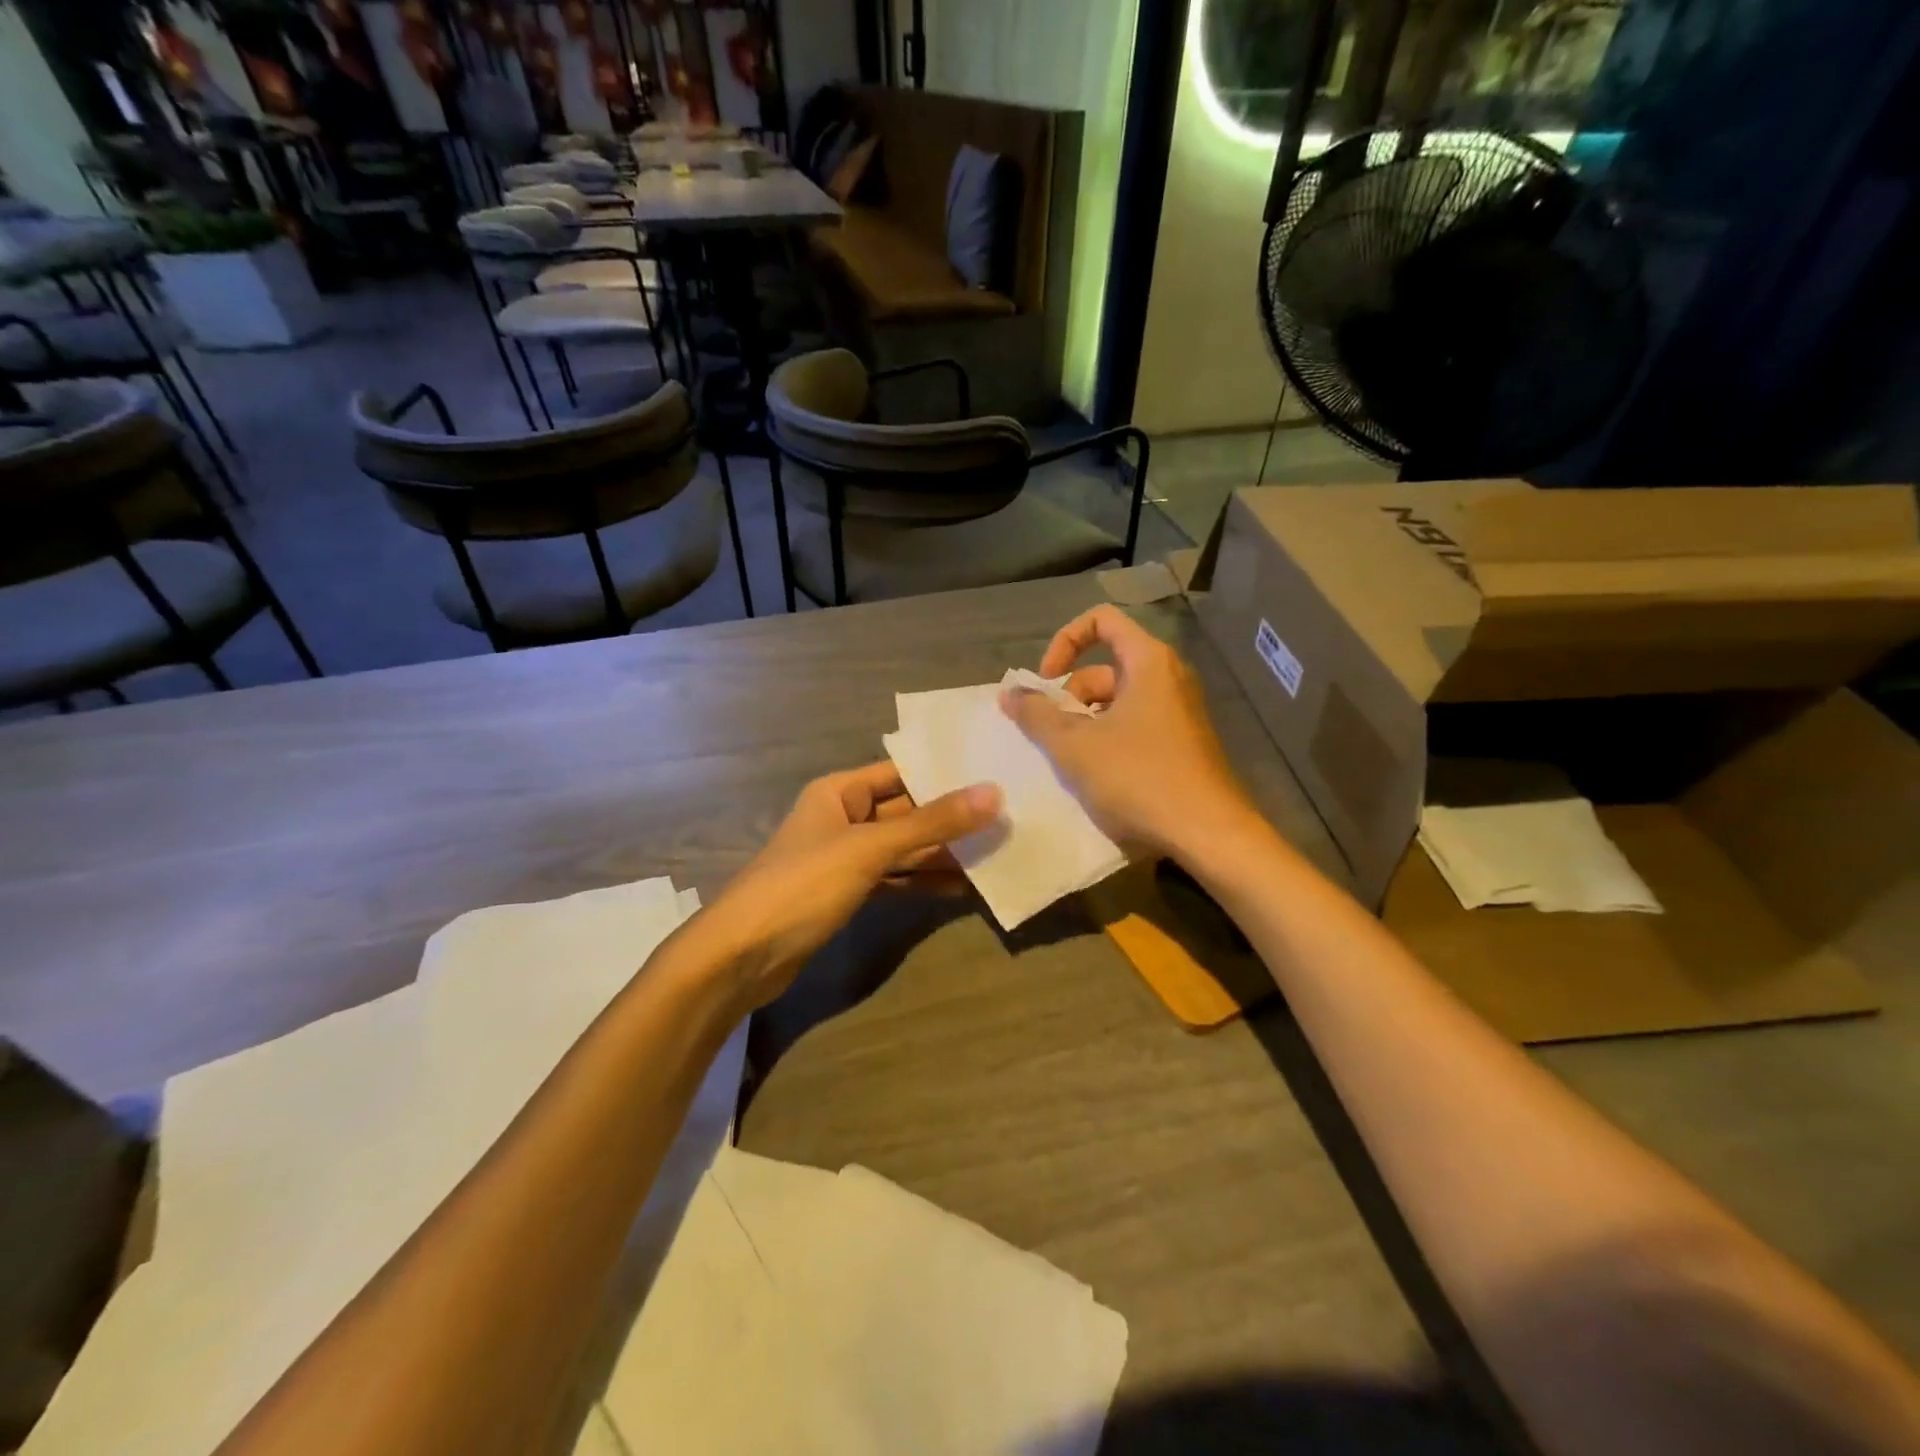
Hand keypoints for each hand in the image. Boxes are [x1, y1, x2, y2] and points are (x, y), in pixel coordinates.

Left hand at [697, 762, 1001, 1010]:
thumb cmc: (803, 885)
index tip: (994, 775)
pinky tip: (961, 887)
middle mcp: (842, 817)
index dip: (944, 774)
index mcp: (839, 791)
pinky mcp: (845, 893)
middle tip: (1006, 818)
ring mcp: (844, 858)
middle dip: (949, 819)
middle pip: (905, 811)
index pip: (901, 772)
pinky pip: (893, 878)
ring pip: (902, 848)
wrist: (741, 956)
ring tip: (994, 853)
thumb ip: (932, 823)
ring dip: (941, 853)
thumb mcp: (870, 848)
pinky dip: (922, 881)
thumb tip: (994, 793)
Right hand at [1000, 605, 1252, 858]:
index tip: (1045, 682)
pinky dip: (1109, 741)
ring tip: (1069, 762)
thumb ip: (1036, 715)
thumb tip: (1009, 692)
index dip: (1064, 642)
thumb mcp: (1075, 746)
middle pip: (1106, 668)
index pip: (1101, 621)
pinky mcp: (1184, 744)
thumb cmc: (1138, 778)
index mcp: (1149, 662)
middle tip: (1050, 736)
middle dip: (1070, 697)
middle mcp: (1169, 678)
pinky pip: (1136, 726)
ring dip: (1085, 724)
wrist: (1208, 833)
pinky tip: (1097, 778)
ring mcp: (1180, 713)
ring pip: (1118, 702)